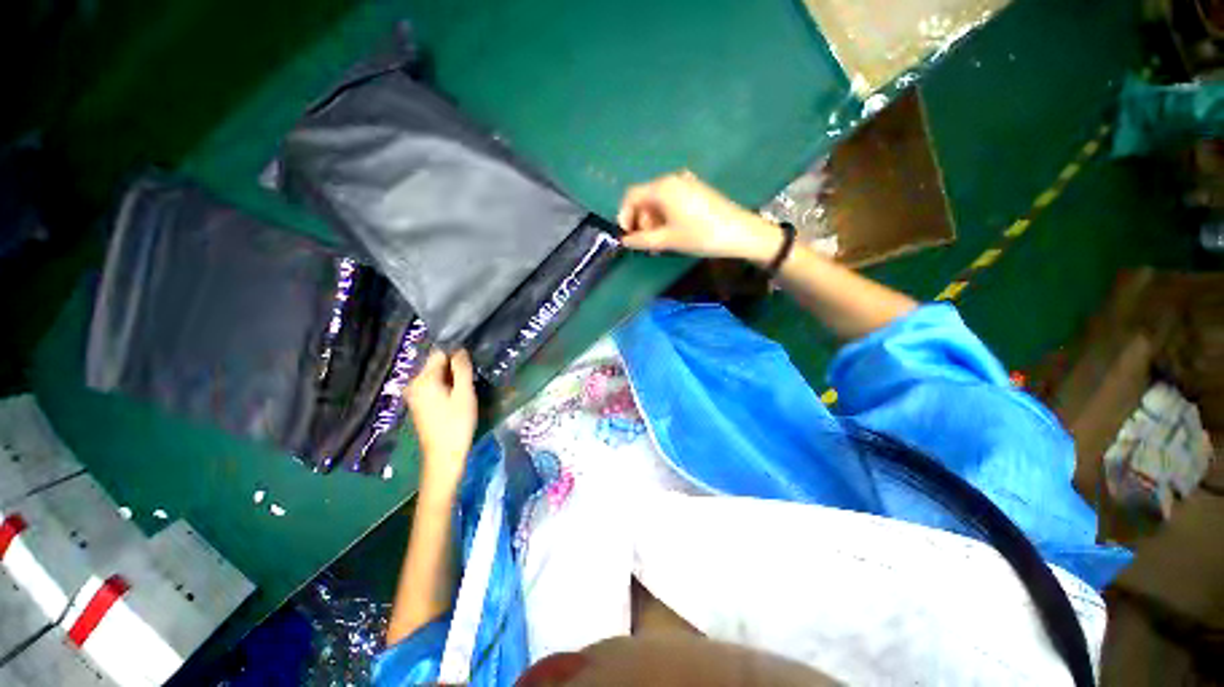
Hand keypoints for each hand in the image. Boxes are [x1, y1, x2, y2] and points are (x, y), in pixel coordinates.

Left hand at [404, 349, 477, 493]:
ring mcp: (413, 394)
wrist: (443, 455)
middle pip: (436, 364)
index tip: (470, 368)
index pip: (440, 353)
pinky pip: (432, 386)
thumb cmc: (457, 423)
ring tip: (463, 391)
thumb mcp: (464, 393)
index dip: (457, 357)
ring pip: (435, 375)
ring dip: (450, 378)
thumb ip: (462, 369)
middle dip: (453, 368)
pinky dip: (444, 387)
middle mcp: (413, 383)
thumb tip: (460, 349)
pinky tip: (454, 399)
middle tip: (469, 381)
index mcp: (423, 379)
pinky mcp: (417, 403)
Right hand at [616, 171, 781, 263]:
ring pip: (658, 201)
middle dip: (640, 221)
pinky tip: (672, 233)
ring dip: (653, 221)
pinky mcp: (696, 190)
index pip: (631, 196)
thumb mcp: (668, 240)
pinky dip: (665, 216)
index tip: (627, 236)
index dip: (624, 215)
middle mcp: (672, 180)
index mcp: (662, 187)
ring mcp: (686, 183)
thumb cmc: (700, 235)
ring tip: (659, 243)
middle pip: (645, 198)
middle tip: (646, 243)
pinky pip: (672, 201)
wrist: (740, 232)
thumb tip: (625, 241)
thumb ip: (642, 240)